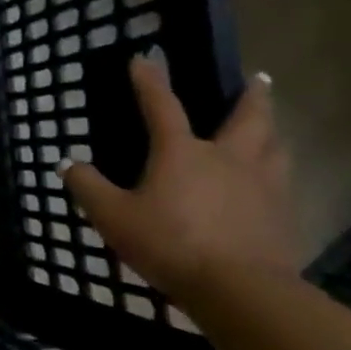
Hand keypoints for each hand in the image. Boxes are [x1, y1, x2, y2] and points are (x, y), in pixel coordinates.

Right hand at [60, 55, 298, 299]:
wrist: (239, 290)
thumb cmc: (170, 243)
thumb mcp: (113, 217)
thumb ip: (88, 188)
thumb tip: (68, 164)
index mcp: (182, 152)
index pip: (162, 105)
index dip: (149, 81)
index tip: (143, 59)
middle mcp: (227, 158)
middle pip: (247, 117)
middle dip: (251, 96)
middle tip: (259, 79)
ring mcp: (262, 186)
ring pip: (275, 147)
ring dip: (272, 131)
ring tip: (270, 128)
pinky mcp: (282, 215)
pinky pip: (282, 183)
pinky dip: (277, 172)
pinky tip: (272, 184)